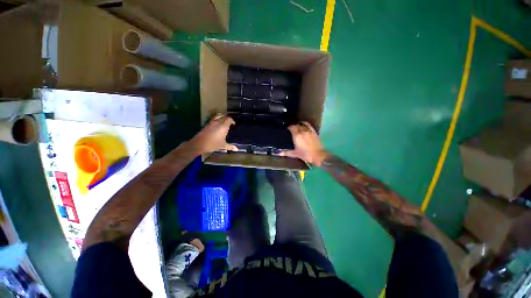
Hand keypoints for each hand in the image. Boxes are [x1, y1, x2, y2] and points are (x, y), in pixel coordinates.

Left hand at [189, 114, 237, 153]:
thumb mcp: (223, 146)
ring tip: (223, 122)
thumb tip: (236, 149)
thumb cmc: (213, 144)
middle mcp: (218, 122)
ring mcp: (211, 122)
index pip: (229, 119)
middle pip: (224, 116)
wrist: (199, 144)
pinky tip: (217, 125)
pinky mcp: (207, 124)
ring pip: (218, 116)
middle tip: (229, 123)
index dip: (232, 121)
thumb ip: (230, 146)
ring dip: (221, 117)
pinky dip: (216, 120)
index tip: (233, 124)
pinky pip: (213, 119)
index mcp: (223, 126)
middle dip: (227, 118)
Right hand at [281, 122, 328, 165]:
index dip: (289, 127)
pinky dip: (305, 124)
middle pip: (297, 125)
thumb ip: (287, 152)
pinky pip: (309, 125)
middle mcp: (302, 132)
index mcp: (297, 136)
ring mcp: (309, 131)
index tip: (288, 129)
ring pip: (303, 125)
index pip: (292, 128)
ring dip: (299, 124)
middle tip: (292, 128)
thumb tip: (279, 153)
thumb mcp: (295, 154)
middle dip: (294, 126)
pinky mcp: (314, 132)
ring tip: (297, 126)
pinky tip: (304, 124)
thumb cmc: (306, 155)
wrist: (318, 155)